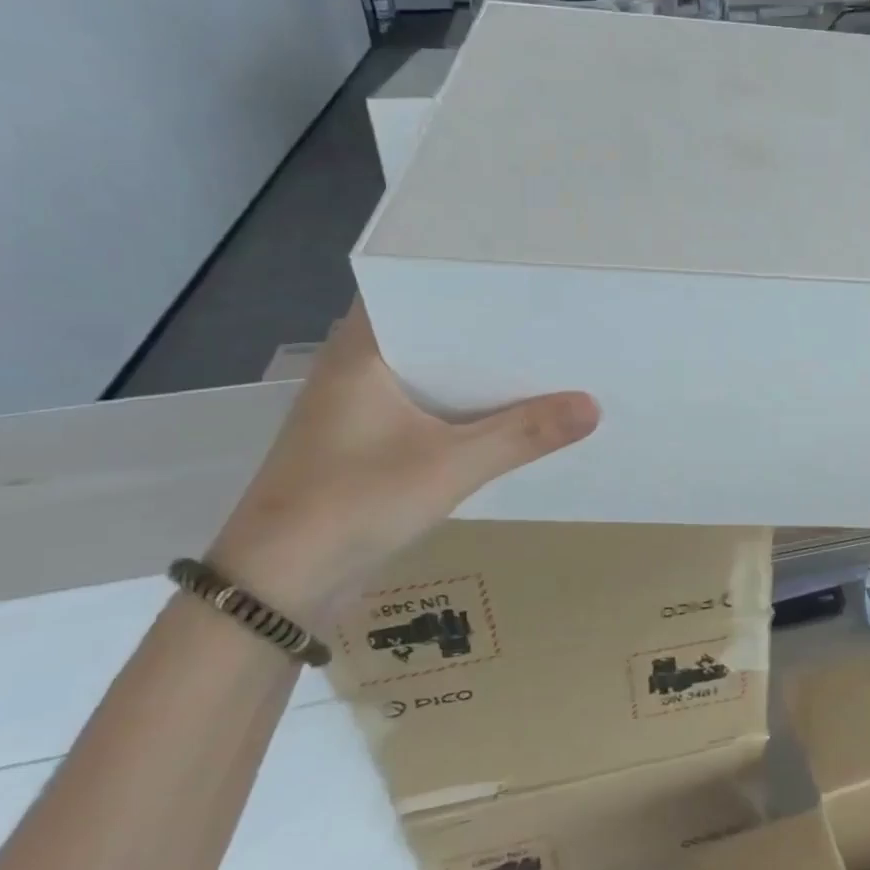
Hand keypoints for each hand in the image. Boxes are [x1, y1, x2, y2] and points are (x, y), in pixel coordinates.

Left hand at [205, 302, 597, 624]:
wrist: (276, 588)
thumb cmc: (353, 502)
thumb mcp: (450, 466)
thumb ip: (523, 434)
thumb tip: (593, 405)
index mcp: (361, 352)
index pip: (413, 289)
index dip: (467, 282)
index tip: (522, 281)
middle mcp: (354, 371)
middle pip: (430, 336)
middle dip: (485, 334)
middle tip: (546, 322)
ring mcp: (356, 413)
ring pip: (428, 378)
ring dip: (473, 378)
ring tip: (537, 363)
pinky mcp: (364, 449)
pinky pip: (423, 414)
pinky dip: (459, 413)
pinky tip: (503, 417)